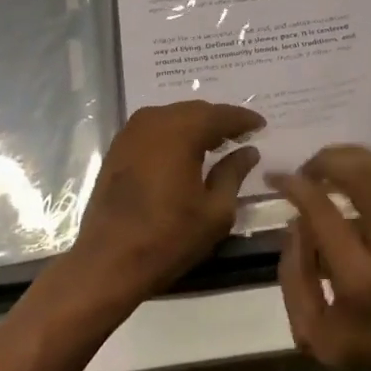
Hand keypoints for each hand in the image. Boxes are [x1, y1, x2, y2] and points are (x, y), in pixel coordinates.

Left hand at [52, 101, 262, 315]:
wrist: (109, 260)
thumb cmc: (169, 237)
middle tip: (241, 134)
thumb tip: (248, 151)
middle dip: (219, 120)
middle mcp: (153, 121)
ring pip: (172, 117)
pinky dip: (173, 134)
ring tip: (216, 143)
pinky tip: (184, 152)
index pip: (220, 115)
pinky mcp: (117, 147)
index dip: (243, 119)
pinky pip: (153, 129)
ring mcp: (130, 132)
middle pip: (194, 110)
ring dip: (195, 126)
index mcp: (181, 131)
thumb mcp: (215, 211)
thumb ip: (234, 173)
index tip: (261, 125)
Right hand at [271, 146, 370, 370]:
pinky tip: (366, 171)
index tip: (277, 177)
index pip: (322, 210)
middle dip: (328, 160)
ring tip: (332, 162)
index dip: (295, 185)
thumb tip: (295, 220)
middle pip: (363, 178)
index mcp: (362, 282)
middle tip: (308, 167)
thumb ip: (295, 273)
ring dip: (358, 158)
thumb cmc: (369, 364)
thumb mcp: (312, 335)